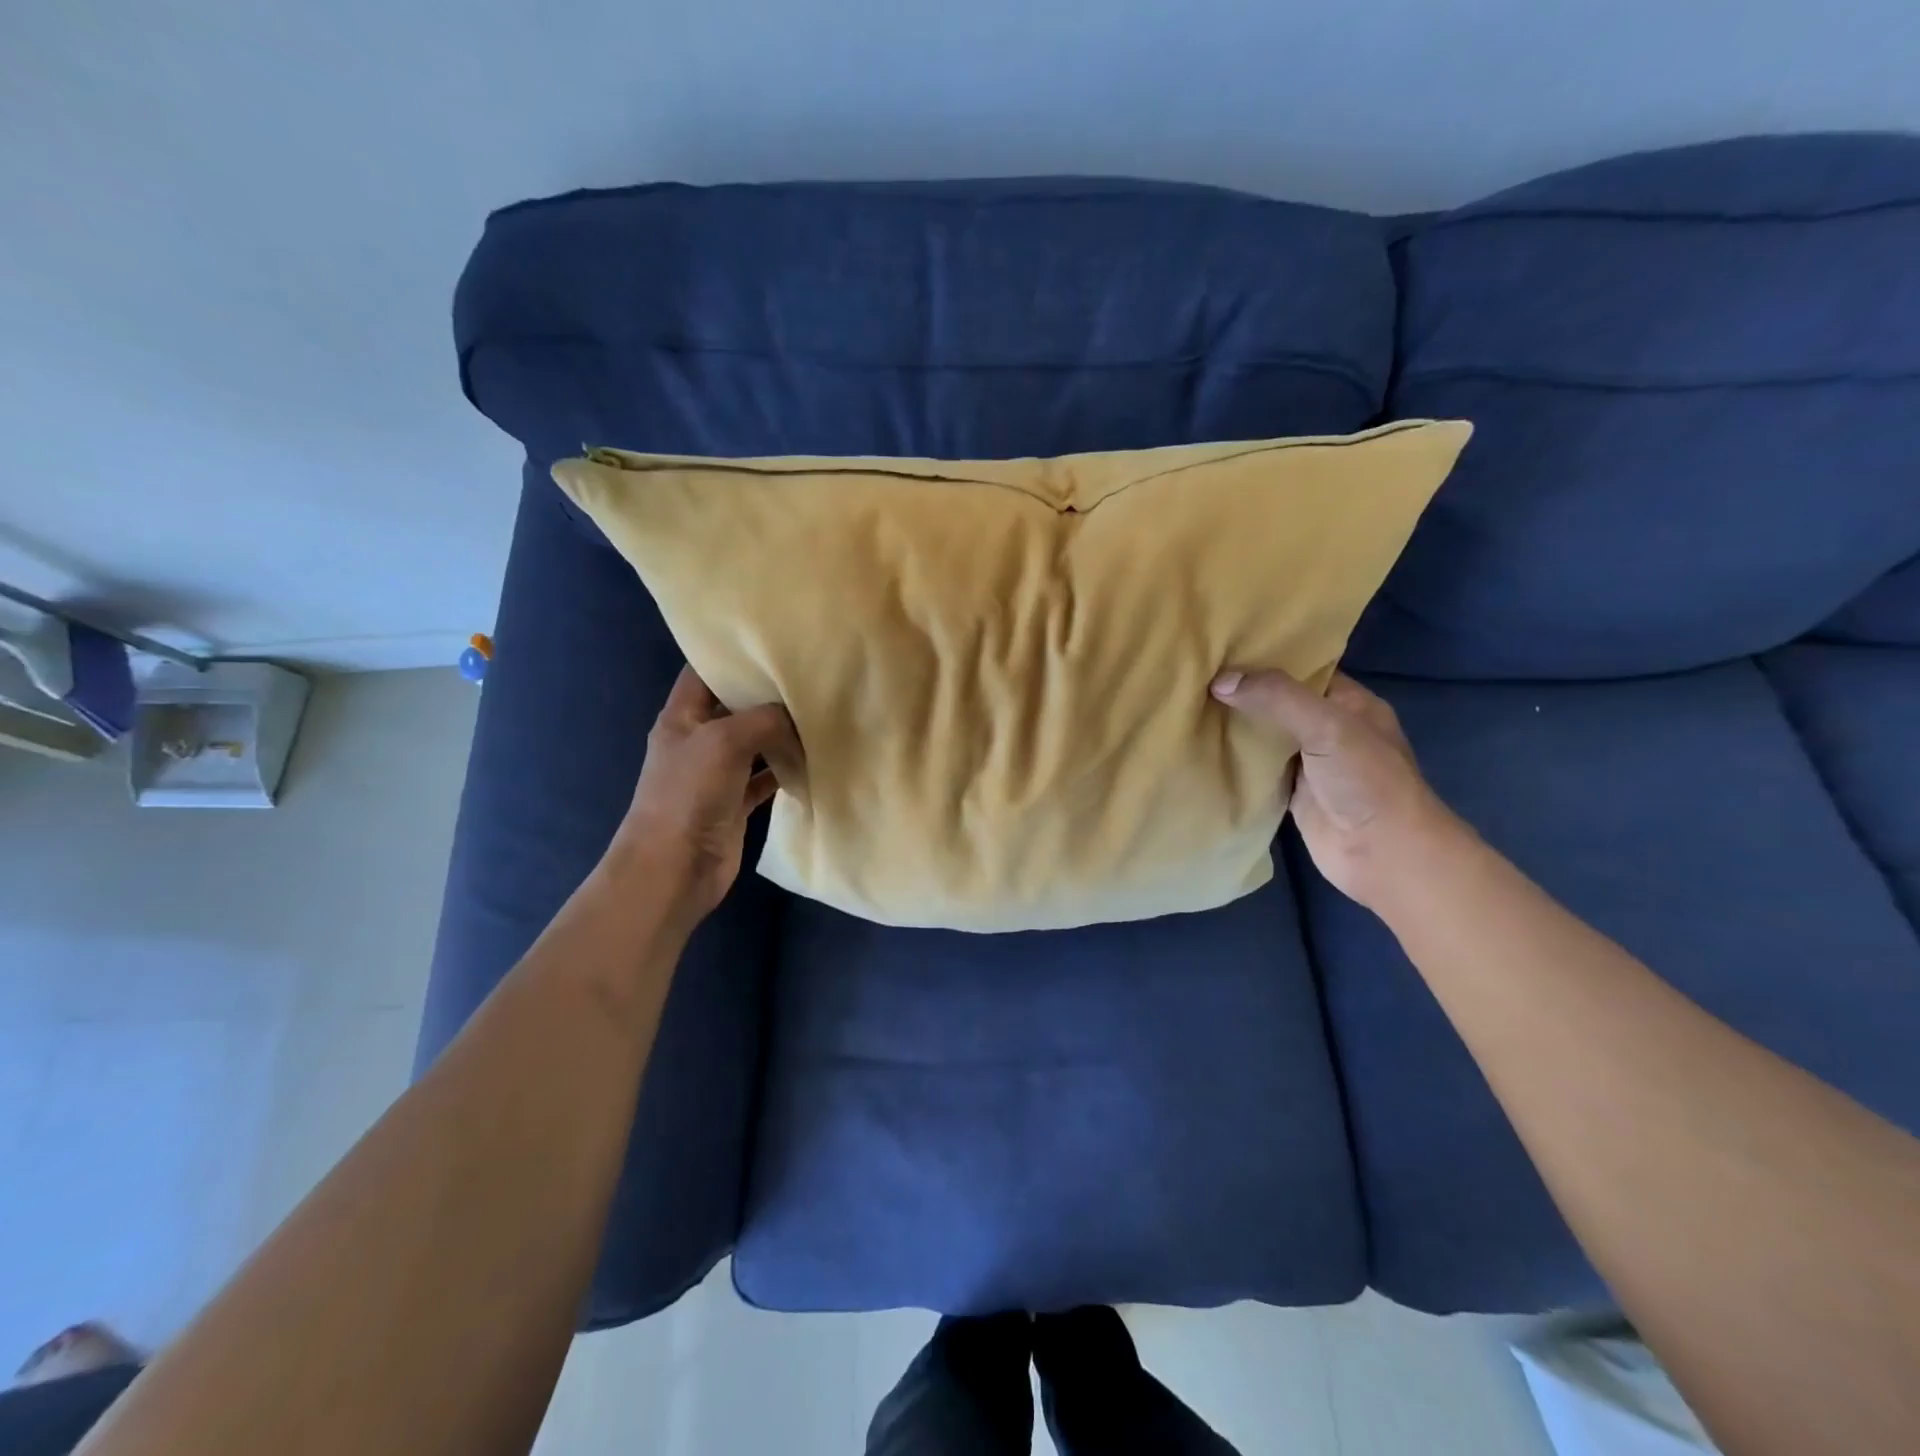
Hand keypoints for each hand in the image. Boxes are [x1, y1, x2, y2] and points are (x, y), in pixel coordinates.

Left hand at [613, 666, 801, 923]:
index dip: (732, 653)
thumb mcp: (724, 740)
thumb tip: (796, 716)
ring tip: (822, 712)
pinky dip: (787, 770)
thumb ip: (764, 719)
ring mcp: (717, 773)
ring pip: (755, 743)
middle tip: (811, 674)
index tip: (773, 640)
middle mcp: (699, 740)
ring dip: (783, 733)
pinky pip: (766, 778)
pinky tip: (815, 759)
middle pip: (735, 706)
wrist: (674, 868)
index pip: (704, 671)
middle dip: (768, 693)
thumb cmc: (689, 794)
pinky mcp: (735, 803)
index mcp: (682, 716)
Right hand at [1210, 668, 1462, 908]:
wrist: (1384, 855)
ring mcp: (1309, 764)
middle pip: (1279, 702)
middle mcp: (1329, 729)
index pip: (1304, 669)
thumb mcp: (1326, 725)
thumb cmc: (1366, 781)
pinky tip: (1200, 745)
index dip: (1267, 659)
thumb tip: (1219, 680)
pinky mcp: (1291, 795)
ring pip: (1265, 736)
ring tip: (1188, 703)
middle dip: (1244, 691)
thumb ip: (1277, 698)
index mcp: (1350, 703)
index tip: (1222, 649)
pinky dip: (1233, 760)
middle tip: (1196, 674)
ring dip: (1235, 726)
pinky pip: (1257, 769)